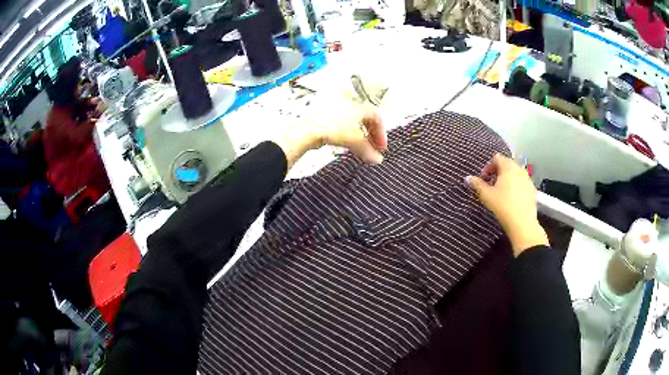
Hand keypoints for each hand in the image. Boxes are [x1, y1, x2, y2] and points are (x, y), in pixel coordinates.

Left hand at [315, 110, 386, 164]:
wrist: (310, 128)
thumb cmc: (334, 128)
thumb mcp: (356, 141)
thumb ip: (369, 151)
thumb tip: (377, 159)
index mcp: (361, 106)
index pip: (377, 119)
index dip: (381, 134)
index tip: (380, 147)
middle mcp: (350, 105)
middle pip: (366, 121)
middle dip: (371, 136)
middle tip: (372, 149)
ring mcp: (338, 110)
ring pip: (353, 123)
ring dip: (359, 137)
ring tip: (359, 149)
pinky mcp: (326, 116)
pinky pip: (342, 125)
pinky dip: (347, 135)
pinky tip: (345, 144)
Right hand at [466, 154, 548, 255]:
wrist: (522, 223)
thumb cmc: (503, 206)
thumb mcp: (486, 195)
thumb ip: (477, 184)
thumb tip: (467, 178)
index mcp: (508, 167)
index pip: (496, 158)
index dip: (488, 167)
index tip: (484, 179)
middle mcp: (519, 169)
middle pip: (507, 164)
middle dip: (498, 172)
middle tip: (492, 185)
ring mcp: (528, 179)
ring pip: (515, 173)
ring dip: (508, 179)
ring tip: (502, 192)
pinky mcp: (533, 189)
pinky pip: (522, 182)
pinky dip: (516, 186)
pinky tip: (512, 199)